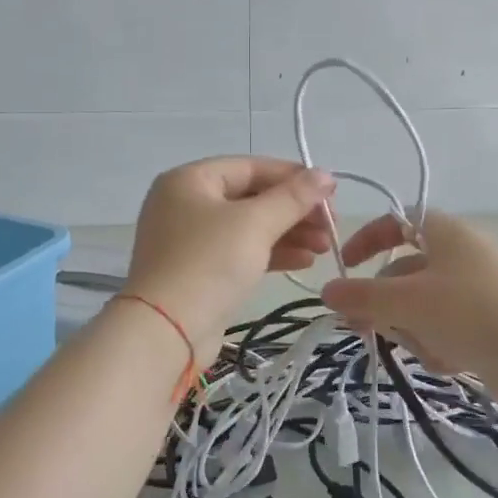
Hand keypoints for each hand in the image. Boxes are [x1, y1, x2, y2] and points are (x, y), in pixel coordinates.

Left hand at [126, 157, 336, 360]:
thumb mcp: (255, 224)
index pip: (251, 167)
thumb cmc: (209, 264)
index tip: (330, 192)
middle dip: (294, 210)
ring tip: (324, 247)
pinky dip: (271, 254)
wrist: (166, 331)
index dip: (293, 176)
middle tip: (331, 226)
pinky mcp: (198, 272)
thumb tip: (326, 175)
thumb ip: (293, 197)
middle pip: (251, 197)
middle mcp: (185, 204)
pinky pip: (240, 253)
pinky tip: (304, 261)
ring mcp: (189, 240)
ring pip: (248, 227)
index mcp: (189, 180)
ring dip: (288, 233)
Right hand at [319, 211, 497, 377]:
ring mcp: (478, 291)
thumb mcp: (406, 302)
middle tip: (362, 327)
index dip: (367, 240)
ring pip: (421, 306)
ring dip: (412, 329)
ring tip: (424, 348)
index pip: (397, 222)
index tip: (346, 267)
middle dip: (384, 302)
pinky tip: (449, 362)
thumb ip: (361, 296)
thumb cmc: (469, 314)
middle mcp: (462, 256)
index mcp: (446, 234)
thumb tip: (327, 291)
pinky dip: (438, 345)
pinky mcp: (489, 324)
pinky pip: (445, 329)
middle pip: (404, 272)